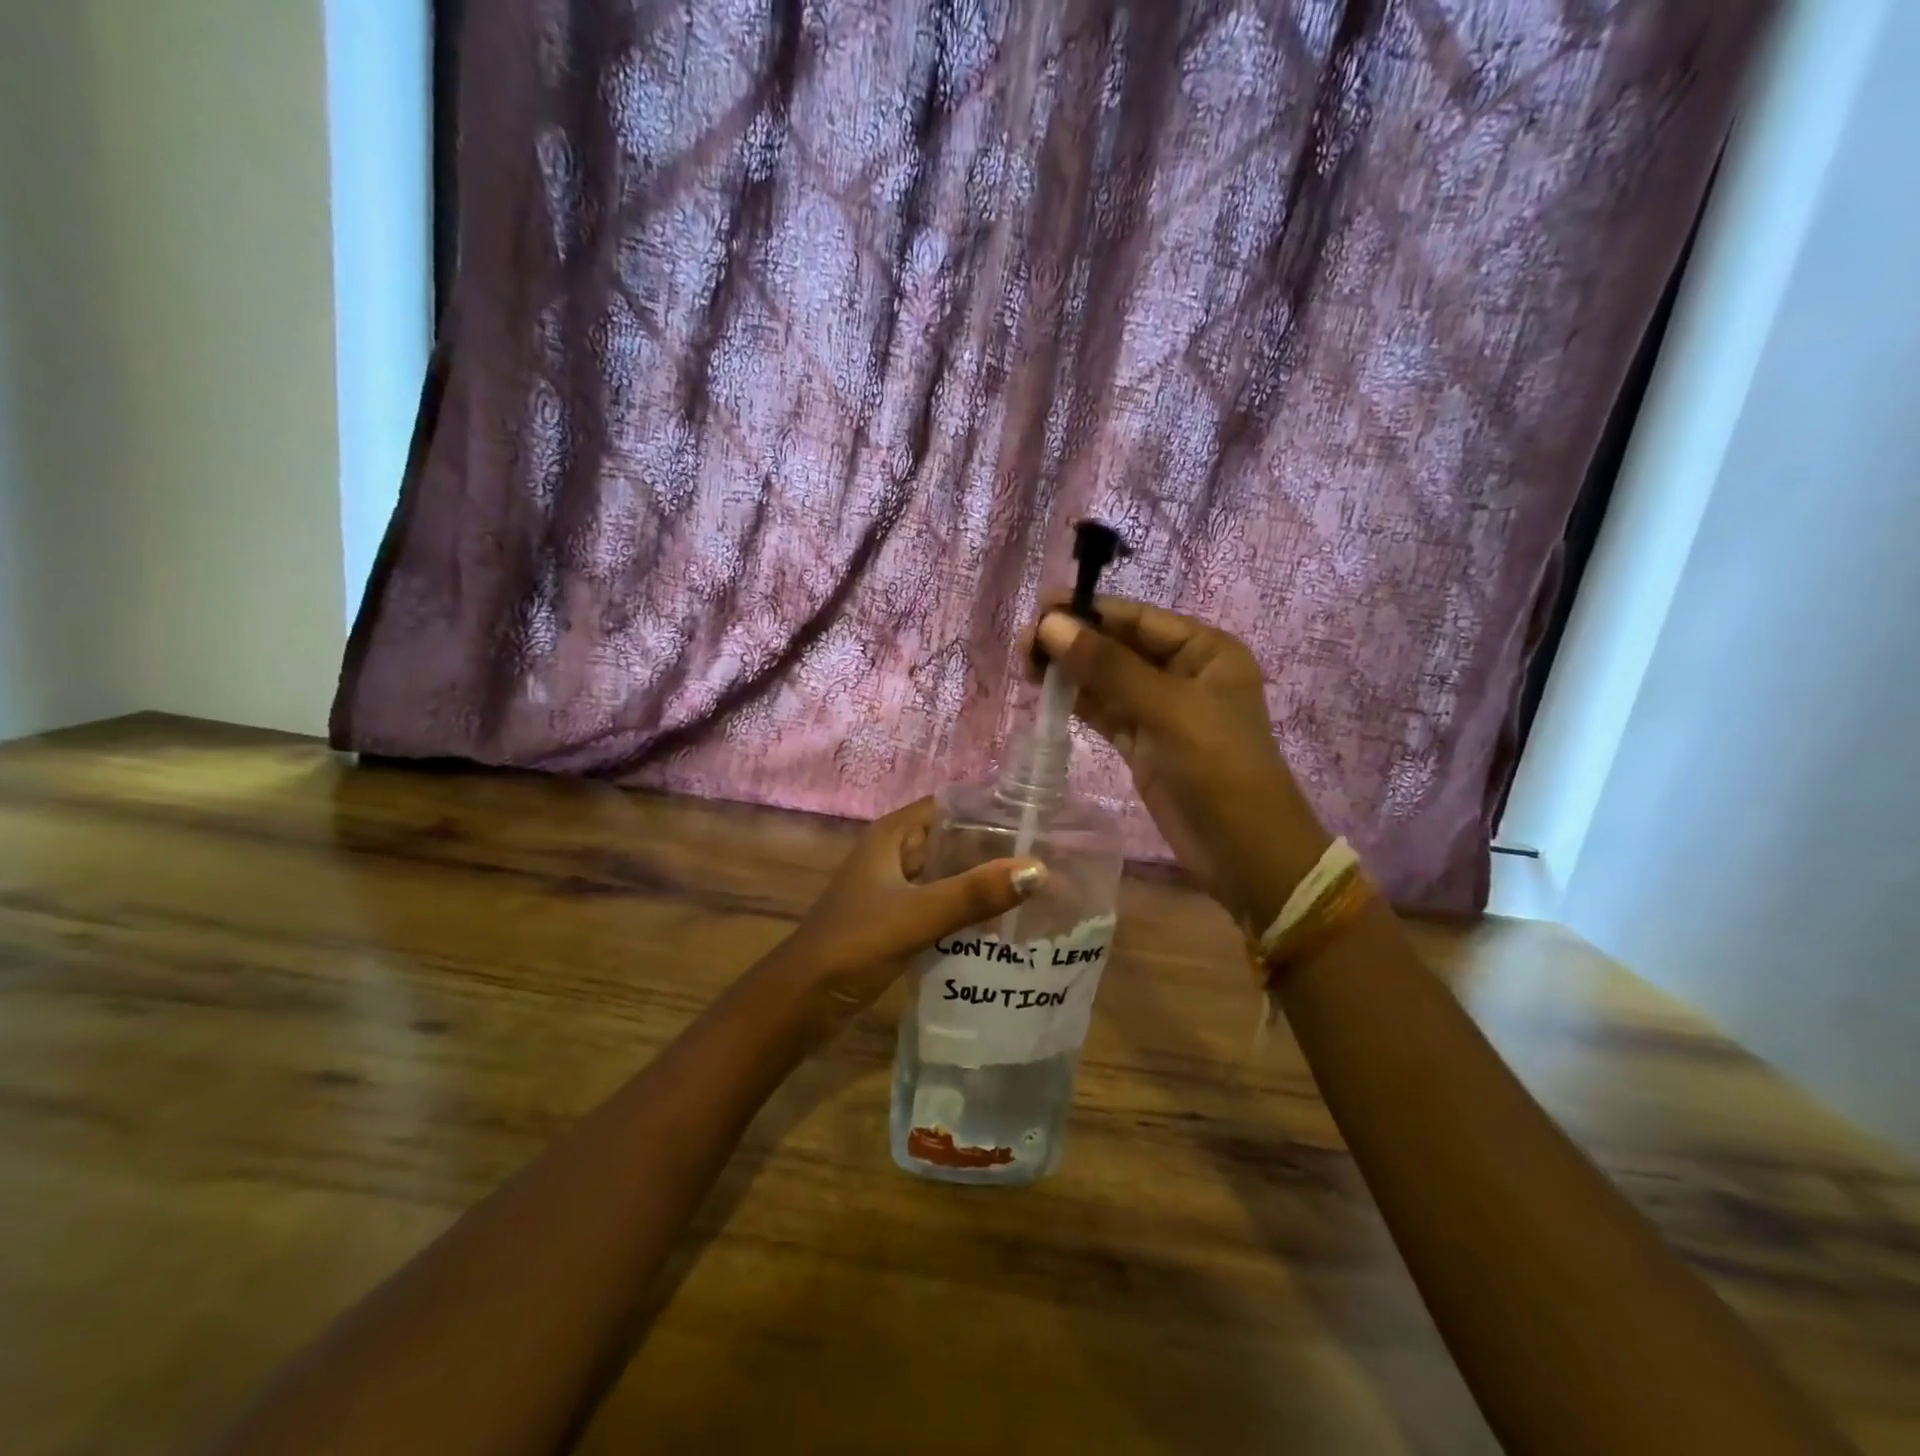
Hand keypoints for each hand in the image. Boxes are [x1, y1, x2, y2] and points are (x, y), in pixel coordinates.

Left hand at [776, 798, 1045, 1016]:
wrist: (802, 1001)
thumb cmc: (854, 944)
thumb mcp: (918, 915)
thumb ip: (974, 893)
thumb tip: (1039, 870)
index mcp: (893, 835)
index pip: (952, 806)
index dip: (992, 809)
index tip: (1040, 821)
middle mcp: (896, 853)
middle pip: (955, 839)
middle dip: (996, 849)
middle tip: (1051, 859)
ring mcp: (896, 888)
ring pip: (950, 874)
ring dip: (985, 881)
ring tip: (1038, 889)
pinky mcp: (899, 920)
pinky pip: (943, 904)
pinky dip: (970, 909)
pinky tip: (1004, 923)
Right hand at [1032, 597, 1327, 931]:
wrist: (1244, 852)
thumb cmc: (1218, 768)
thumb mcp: (1167, 709)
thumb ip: (1108, 666)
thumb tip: (1050, 624)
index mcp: (1205, 650)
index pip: (1138, 618)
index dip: (1089, 611)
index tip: (1038, 610)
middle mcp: (1183, 673)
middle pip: (1119, 645)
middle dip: (1075, 641)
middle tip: (1024, 644)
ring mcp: (1162, 710)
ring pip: (1107, 679)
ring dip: (1071, 671)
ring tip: (1025, 664)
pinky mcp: (1143, 743)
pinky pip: (1105, 711)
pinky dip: (1078, 702)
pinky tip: (1045, 692)